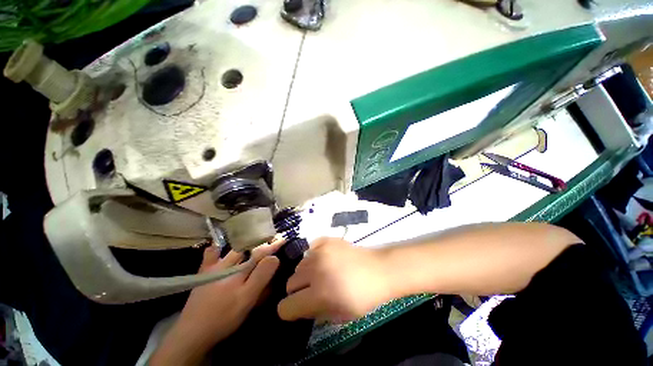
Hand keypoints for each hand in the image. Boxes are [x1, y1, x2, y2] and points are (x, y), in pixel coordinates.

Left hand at [150, 241, 281, 365]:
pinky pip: (210, 254)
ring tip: (252, 238)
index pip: (261, 253)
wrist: (192, 332)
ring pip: (233, 248)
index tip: (283, 239)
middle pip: (248, 247)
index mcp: (240, 271)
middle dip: (261, 241)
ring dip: (244, 241)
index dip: (273, 246)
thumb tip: (274, 258)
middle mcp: (228, 265)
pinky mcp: (204, 273)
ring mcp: (214, 267)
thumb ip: (261, 277)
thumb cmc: (224, 317)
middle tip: (270, 238)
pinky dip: (216, 248)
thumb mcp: (247, 299)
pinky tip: (219, 246)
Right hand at [277, 237, 391, 322]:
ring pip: (299, 265)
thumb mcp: (340, 315)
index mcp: (319, 293)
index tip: (297, 309)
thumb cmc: (363, 297)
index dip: (290, 311)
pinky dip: (313, 256)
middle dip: (297, 291)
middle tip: (311, 291)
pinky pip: (310, 249)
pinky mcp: (326, 240)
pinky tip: (324, 260)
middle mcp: (315, 270)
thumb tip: (300, 307)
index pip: (286, 306)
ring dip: (305, 273)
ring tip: (320, 274)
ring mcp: (320, 251)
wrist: (379, 270)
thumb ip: (315, 313)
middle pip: (290, 283)